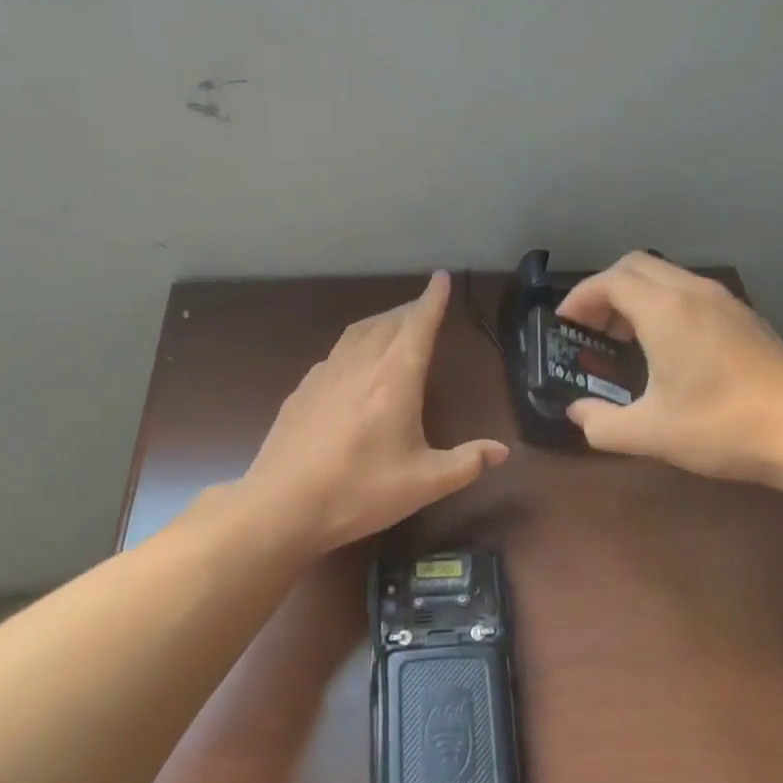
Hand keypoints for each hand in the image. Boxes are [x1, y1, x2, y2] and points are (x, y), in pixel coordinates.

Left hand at [236, 272, 509, 552]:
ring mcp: (326, 374)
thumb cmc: (359, 492)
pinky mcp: (303, 389)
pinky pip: (337, 351)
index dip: (433, 299)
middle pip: (389, 322)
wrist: (281, 506)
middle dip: (411, 309)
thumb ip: (466, 463)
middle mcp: (361, 365)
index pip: (419, 325)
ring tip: (395, 324)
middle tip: (426, 306)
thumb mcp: (424, 484)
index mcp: (395, 379)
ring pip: (359, 331)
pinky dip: (356, 342)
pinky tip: (354, 362)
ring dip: (382, 321)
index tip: (441, 277)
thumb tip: (501, 451)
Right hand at [555, 252, 782, 488]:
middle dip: (605, 290)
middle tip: (593, 329)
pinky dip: (665, 304)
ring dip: (636, 295)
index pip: (609, 280)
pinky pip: (690, 291)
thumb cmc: (722, 427)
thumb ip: (601, 423)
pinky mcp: (746, 317)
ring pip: (666, 275)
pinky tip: (670, 347)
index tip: (565, 324)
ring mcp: (725, 301)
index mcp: (664, 310)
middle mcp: (693, 292)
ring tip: (626, 338)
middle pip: (636, 265)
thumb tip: (577, 412)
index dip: (580, 297)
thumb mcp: (650, 434)